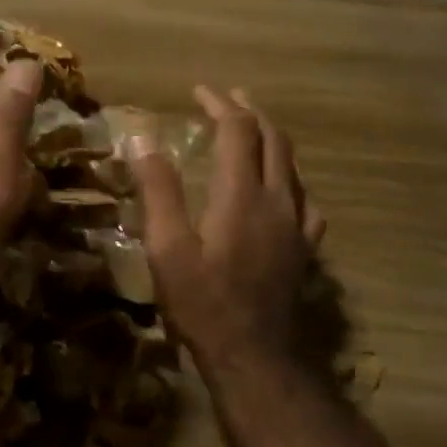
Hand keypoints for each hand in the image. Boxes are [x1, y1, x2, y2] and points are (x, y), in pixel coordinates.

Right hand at [132, 86, 327, 370]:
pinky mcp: (304, 250)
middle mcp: (278, 201)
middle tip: (228, 98)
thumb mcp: (167, 247)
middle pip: (273, 140)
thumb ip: (159, 191)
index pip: (238, 131)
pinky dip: (288, 180)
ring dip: (272, 141)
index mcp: (242, 195)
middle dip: (250, 112)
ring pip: (292, 167)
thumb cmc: (202, 302)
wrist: (253, 354)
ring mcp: (297, 226)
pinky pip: (304, 201)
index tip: (199, 91)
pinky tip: (281, 191)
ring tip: (252, 132)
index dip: (220, 104)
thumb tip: (142, 139)